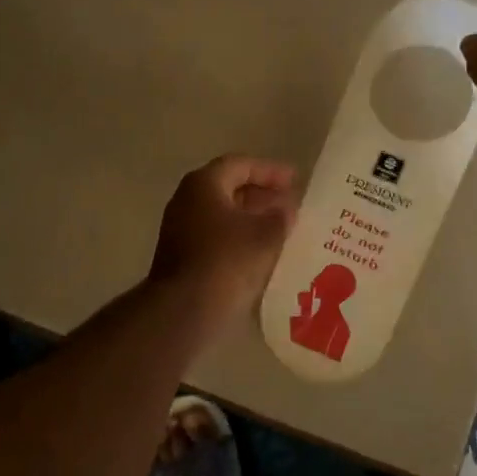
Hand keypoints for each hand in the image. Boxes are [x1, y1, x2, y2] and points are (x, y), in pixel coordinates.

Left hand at [149, 155, 298, 330]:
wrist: (184, 310)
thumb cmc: (226, 261)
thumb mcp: (265, 235)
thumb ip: (280, 217)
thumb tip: (286, 209)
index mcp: (203, 184)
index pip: (239, 165)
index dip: (269, 170)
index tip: (295, 180)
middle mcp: (187, 200)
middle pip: (228, 187)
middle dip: (261, 194)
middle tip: (291, 203)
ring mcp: (181, 229)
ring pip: (223, 214)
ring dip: (252, 217)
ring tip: (282, 227)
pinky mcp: (182, 256)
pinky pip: (216, 236)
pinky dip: (240, 237)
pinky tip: (262, 251)